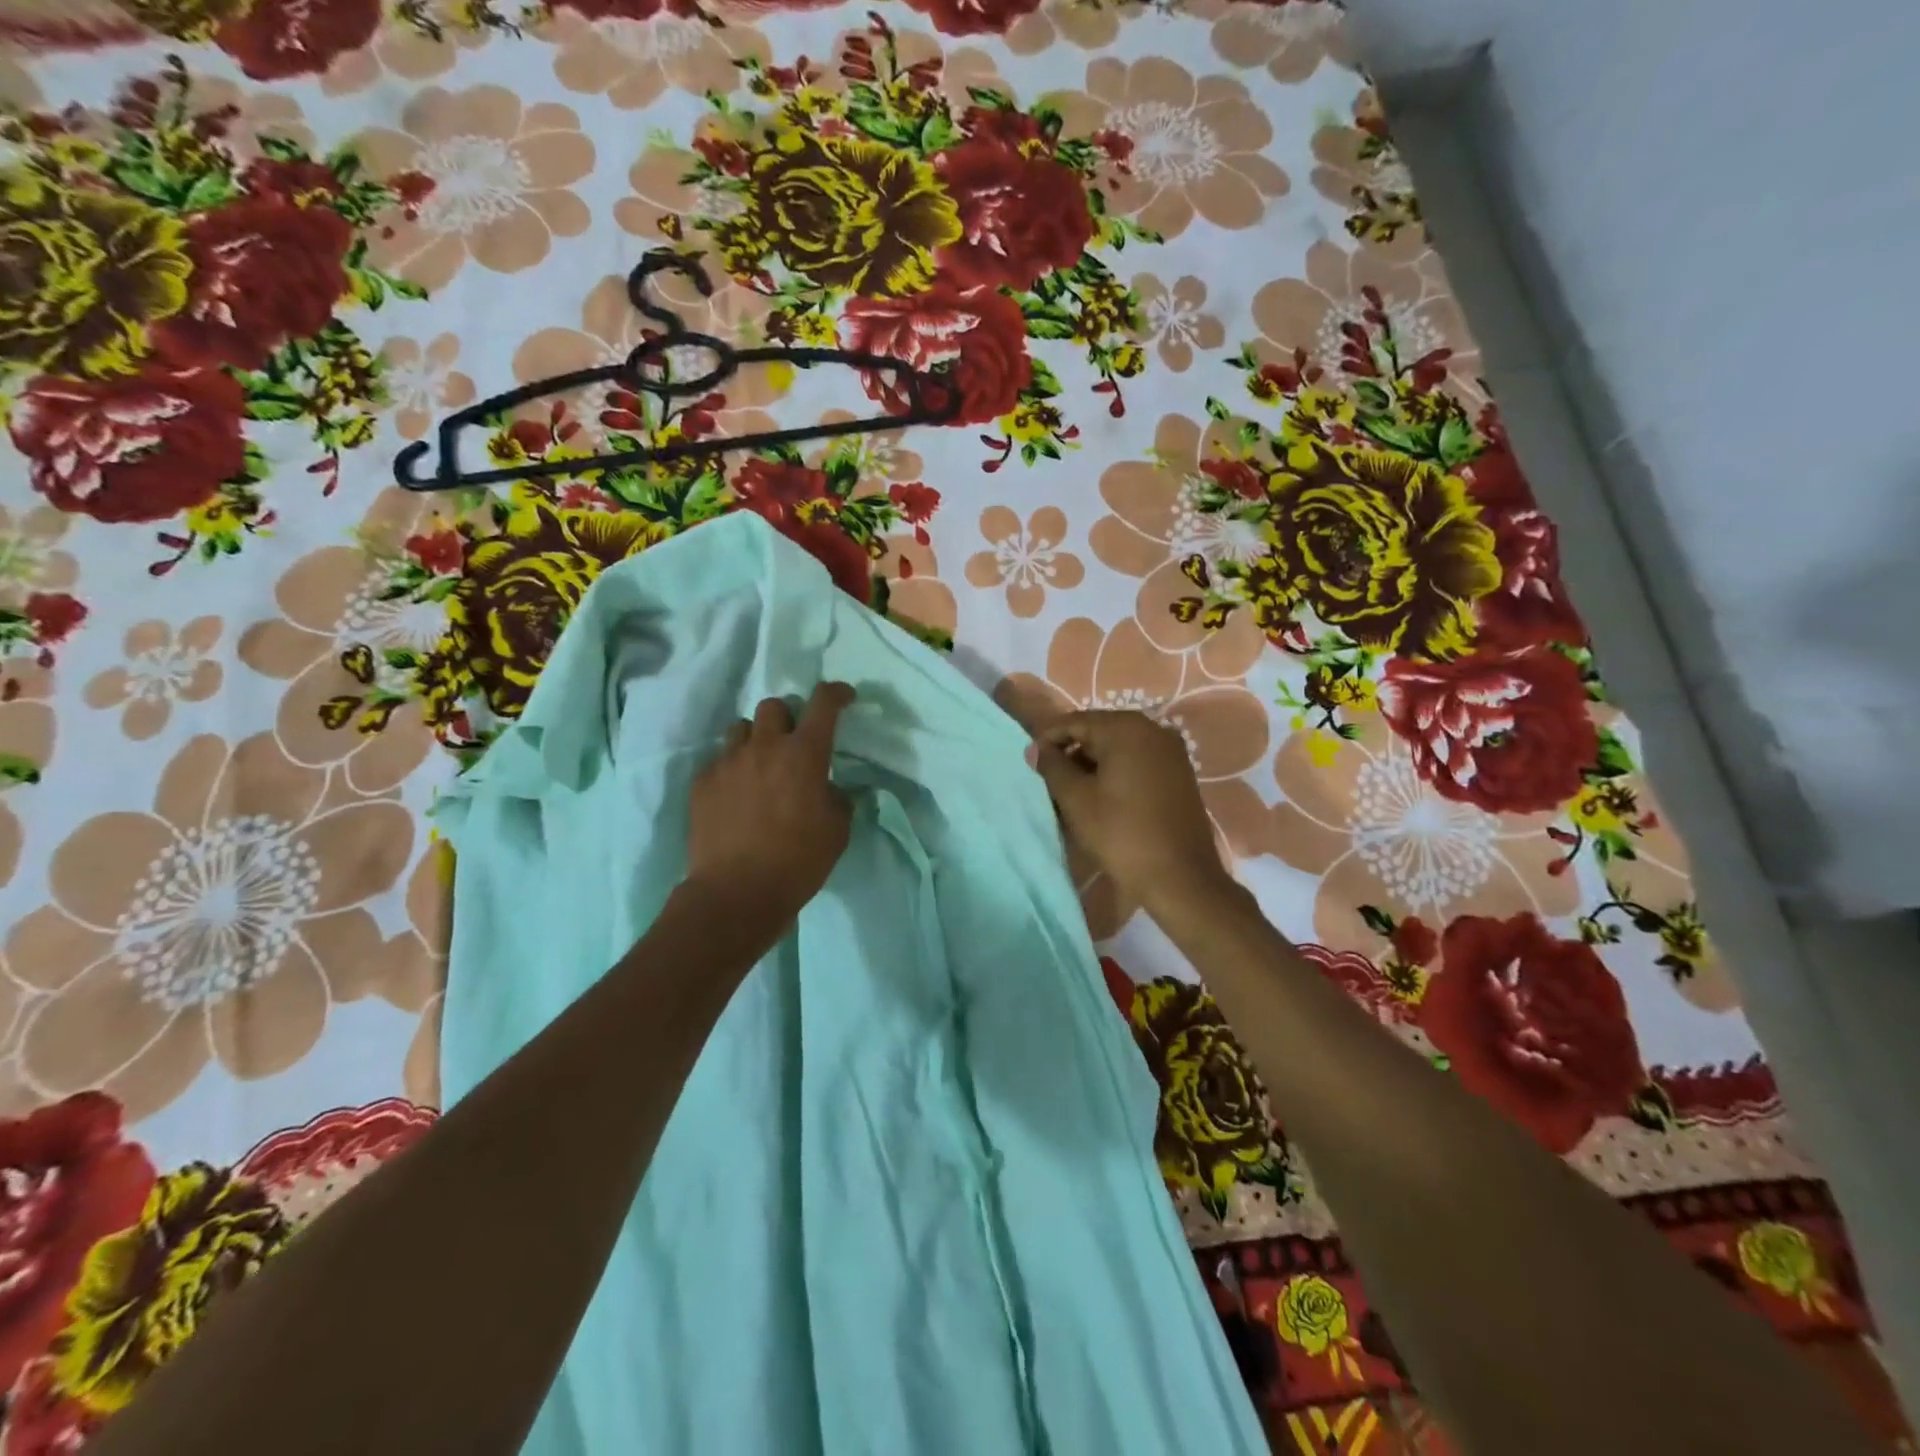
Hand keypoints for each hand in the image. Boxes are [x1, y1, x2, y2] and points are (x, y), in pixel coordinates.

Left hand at [686, 682, 854, 924]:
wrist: (737, 893)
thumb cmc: (799, 861)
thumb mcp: (838, 830)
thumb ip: (837, 798)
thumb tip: (828, 788)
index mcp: (804, 754)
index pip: (823, 703)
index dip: (836, 693)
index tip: (843, 697)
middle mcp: (765, 747)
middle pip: (774, 705)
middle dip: (788, 717)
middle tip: (794, 743)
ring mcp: (728, 763)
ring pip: (742, 729)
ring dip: (757, 740)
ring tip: (761, 768)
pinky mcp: (702, 783)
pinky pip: (720, 761)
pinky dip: (733, 770)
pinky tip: (737, 797)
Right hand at [1031, 710, 1234, 912]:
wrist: (1179, 877)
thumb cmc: (1121, 833)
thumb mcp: (1076, 799)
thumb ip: (1053, 767)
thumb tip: (1036, 749)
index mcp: (1127, 728)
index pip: (1076, 721)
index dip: (1049, 739)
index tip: (1031, 761)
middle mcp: (1153, 729)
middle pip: (1100, 730)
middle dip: (1072, 751)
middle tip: (1050, 779)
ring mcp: (1171, 751)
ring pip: (1120, 747)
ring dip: (1093, 763)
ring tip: (1072, 791)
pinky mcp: (1180, 773)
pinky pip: (1139, 761)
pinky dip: (1117, 771)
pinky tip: (1103, 796)